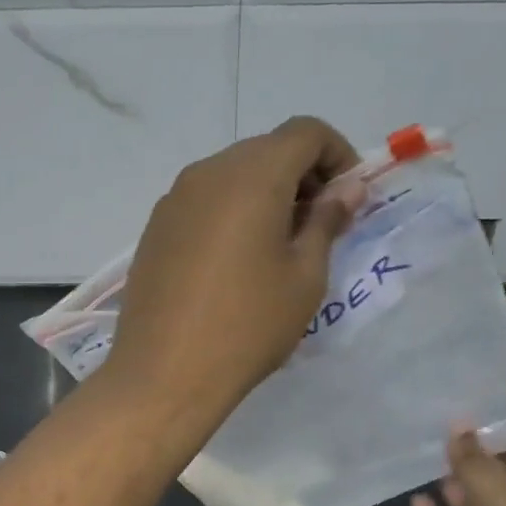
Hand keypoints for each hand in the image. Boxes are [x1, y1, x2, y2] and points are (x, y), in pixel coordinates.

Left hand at [107, 116, 363, 424]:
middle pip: (267, 149)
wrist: (165, 373)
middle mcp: (208, 172)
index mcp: (252, 175)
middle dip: (302, 175)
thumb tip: (344, 190)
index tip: (349, 198)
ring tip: (279, 246)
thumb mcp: (304, 277)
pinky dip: (232, 212)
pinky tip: (236, 261)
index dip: (338, 154)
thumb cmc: (248, 326)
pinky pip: (204, 201)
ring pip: (232, 174)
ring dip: (266, 194)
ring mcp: (174, 199)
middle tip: (320, 225)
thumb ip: (326, 221)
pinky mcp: (155, 228)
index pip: (305, 132)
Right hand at [411, 430, 505, 505]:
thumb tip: (458, 423)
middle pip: (496, 480)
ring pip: (468, 505)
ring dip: (451, 483)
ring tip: (426, 454)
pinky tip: (414, 497)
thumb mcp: (501, 501)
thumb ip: (476, 463)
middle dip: (474, 457)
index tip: (481, 416)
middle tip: (443, 427)